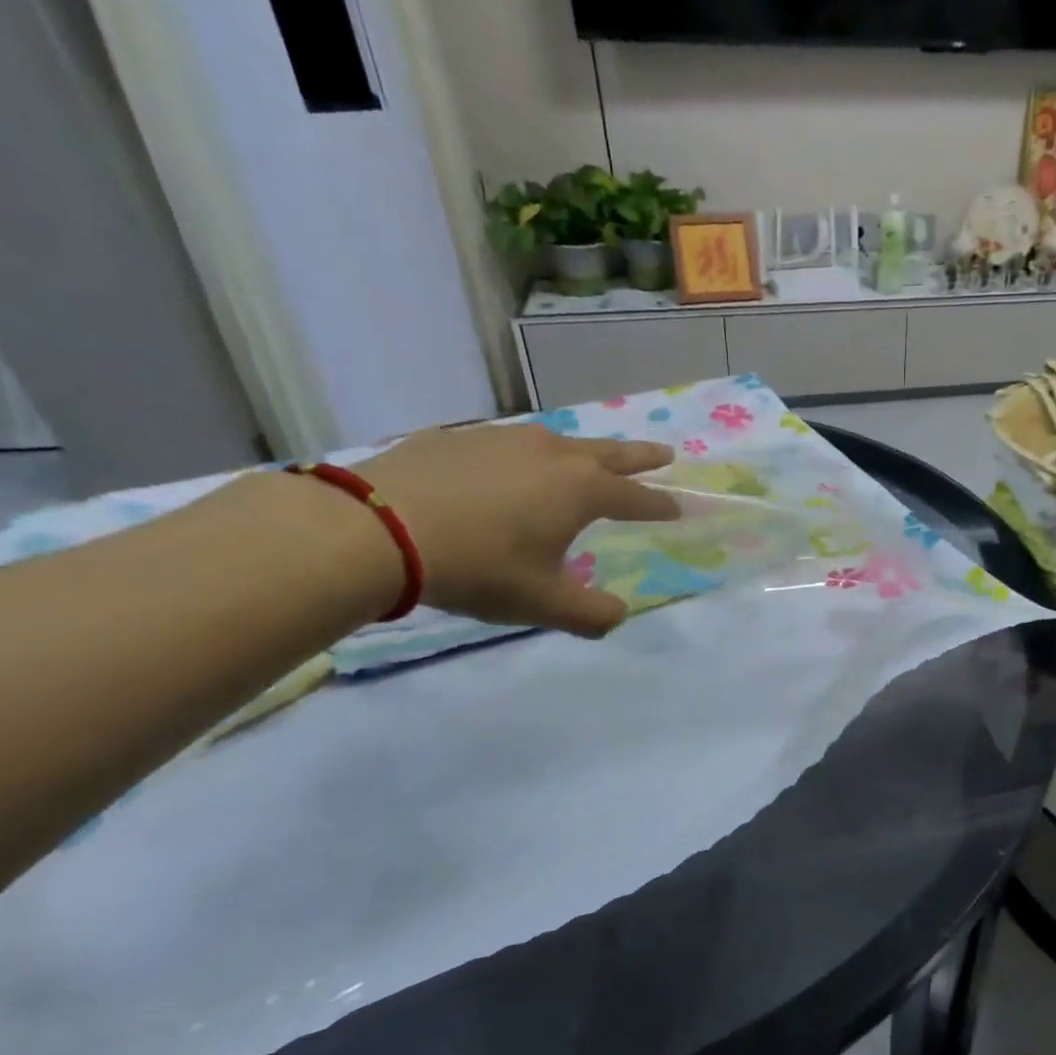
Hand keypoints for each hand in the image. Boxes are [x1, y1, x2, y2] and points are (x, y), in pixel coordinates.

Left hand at [355, 424, 677, 635]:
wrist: (376, 528)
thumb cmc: (478, 567)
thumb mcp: (542, 603)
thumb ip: (590, 615)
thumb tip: (618, 616)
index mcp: (581, 490)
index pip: (635, 497)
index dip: (659, 504)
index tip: (679, 507)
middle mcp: (552, 455)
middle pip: (610, 452)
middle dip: (641, 456)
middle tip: (665, 453)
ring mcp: (503, 439)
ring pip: (558, 441)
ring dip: (582, 451)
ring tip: (586, 459)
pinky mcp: (459, 438)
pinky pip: (507, 444)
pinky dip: (524, 456)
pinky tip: (507, 469)